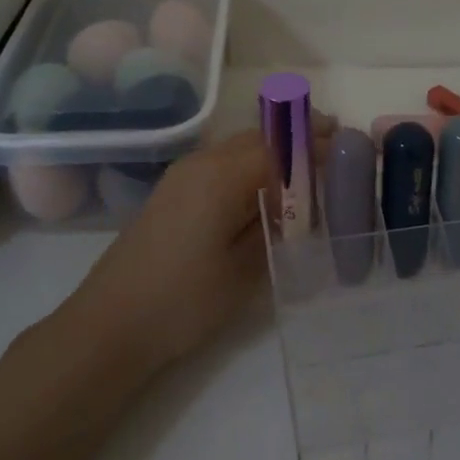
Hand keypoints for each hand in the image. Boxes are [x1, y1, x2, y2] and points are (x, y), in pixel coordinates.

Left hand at [69, 120, 329, 370]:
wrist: (110, 324)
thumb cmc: (183, 301)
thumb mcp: (244, 270)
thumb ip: (276, 227)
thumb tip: (298, 202)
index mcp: (222, 176)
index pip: (281, 147)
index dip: (317, 144)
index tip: (349, 145)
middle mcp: (202, 162)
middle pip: (259, 135)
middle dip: (298, 134)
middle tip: (336, 144)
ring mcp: (183, 175)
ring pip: (239, 146)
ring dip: (274, 147)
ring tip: (308, 163)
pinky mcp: (173, 192)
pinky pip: (223, 162)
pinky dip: (252, 162)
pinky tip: (266, 186)